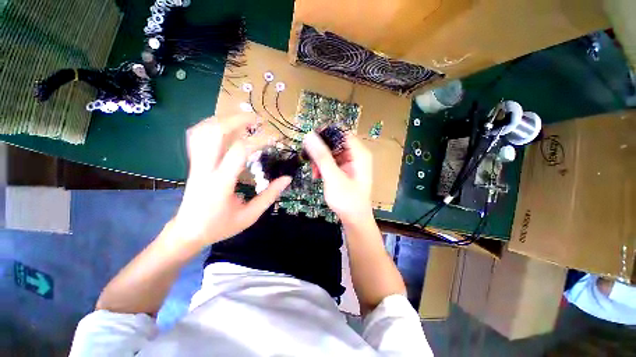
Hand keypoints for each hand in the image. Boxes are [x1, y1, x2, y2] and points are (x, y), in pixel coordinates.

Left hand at [172, 115, 290, 245]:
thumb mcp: (250, 216)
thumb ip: (270, 196)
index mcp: (221, 183)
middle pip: (215, 132)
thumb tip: (287, 179)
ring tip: (243, 119)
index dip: (258, 141)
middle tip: (257, 119)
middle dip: (237, 120)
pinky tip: (224, 126)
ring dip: (224, 119)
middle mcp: (205, 169)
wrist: (187, 232)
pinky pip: (197, 136)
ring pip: (203, 131)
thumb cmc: (220, 226)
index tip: (274, 139)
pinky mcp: (193, 163)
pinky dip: (211, 125)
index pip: (239, 151)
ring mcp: (195, 164)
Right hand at [303, 132, 372, 222]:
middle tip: (309, 158)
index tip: (309, 138)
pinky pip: (332, 162)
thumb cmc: (347, 200)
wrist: (355, 219)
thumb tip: (309, 135)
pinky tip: (317, 175)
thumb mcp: (333, 177)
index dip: (326, 132)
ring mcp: (351, 162)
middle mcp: (357, 155)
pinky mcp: (346, 170)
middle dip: (321, 150)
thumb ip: (322, 156)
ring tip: (314, 172)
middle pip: (336, 142)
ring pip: (332, 152)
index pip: (342, 132)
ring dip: (320, 160)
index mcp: (359, 153)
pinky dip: (324, 166)